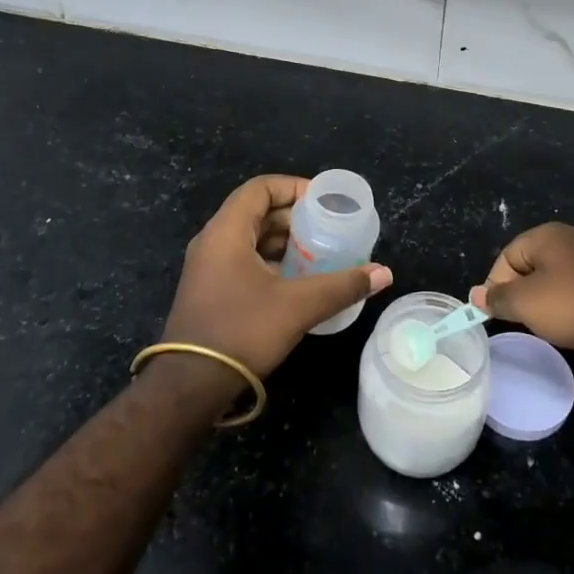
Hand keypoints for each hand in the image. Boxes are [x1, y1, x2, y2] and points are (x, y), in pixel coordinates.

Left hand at [161, 175, 391, 380]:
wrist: (190, 386)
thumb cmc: (242, 331)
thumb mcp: (298, 306)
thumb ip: (343, 285)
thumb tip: (384, 273)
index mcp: (226, 231)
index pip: (260, 188)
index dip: (293, 187)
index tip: (324, 201)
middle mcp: (212, 241)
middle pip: (255, 211)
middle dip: (293, 217)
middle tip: (327, 228)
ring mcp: (206, 268)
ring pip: (249, 238)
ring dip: (282, 241)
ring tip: (318, 253)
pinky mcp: (208, 291)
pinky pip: (242, 260)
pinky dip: (270, 261)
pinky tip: (296, 281)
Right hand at [468, 223, 573, 354]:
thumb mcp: (527, 304)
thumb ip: (498, 298)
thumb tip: (475, 294)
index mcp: (547, 235)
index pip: (506, 256)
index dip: (496, 286)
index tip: (498, 315)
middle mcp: (571, 239)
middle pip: (531, 266)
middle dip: (522, 294)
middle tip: (523, 322)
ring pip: (556, 279)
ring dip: (547, 302)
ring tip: (549, 327)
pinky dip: (572, 306)